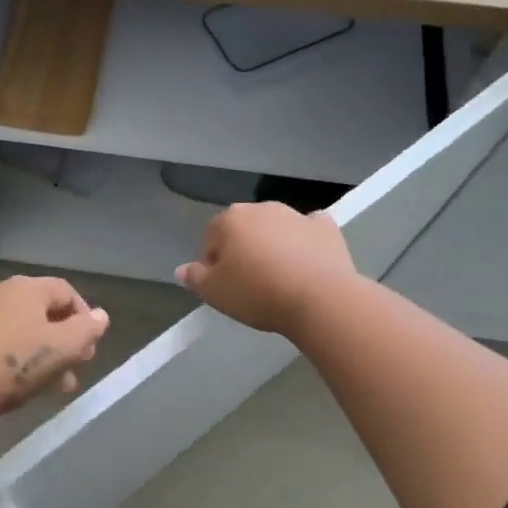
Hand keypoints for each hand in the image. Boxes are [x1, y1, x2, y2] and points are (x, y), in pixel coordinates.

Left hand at [0, 276, 110, 422]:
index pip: (66, 291)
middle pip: (41, 311)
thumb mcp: (62, 349)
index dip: (85, 317)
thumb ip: (87, 330)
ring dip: (39, 352)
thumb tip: (101, 316)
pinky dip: (12, 356)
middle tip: (74, 368)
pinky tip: (16, 384)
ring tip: (51, 385)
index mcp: (26, 287)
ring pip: (18, 328)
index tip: (90, 347)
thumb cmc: (15, 365)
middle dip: (63, 340)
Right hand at [177, 203, 356, 336]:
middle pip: (244, 229)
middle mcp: (261, 208)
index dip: (213, 263)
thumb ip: (195, 278)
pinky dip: (306, 242)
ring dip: (273, 246)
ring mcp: (296, 215)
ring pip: (276, 229)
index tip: (223, 287)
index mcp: (230, 219)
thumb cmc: (257, 293)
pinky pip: (309, 231)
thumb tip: (182, 269)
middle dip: (243, 250)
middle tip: (249, 284)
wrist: (319, 299)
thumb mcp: (215, 293)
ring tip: (279, 279)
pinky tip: (308, 262)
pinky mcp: (325, 228)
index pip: (211, 238)